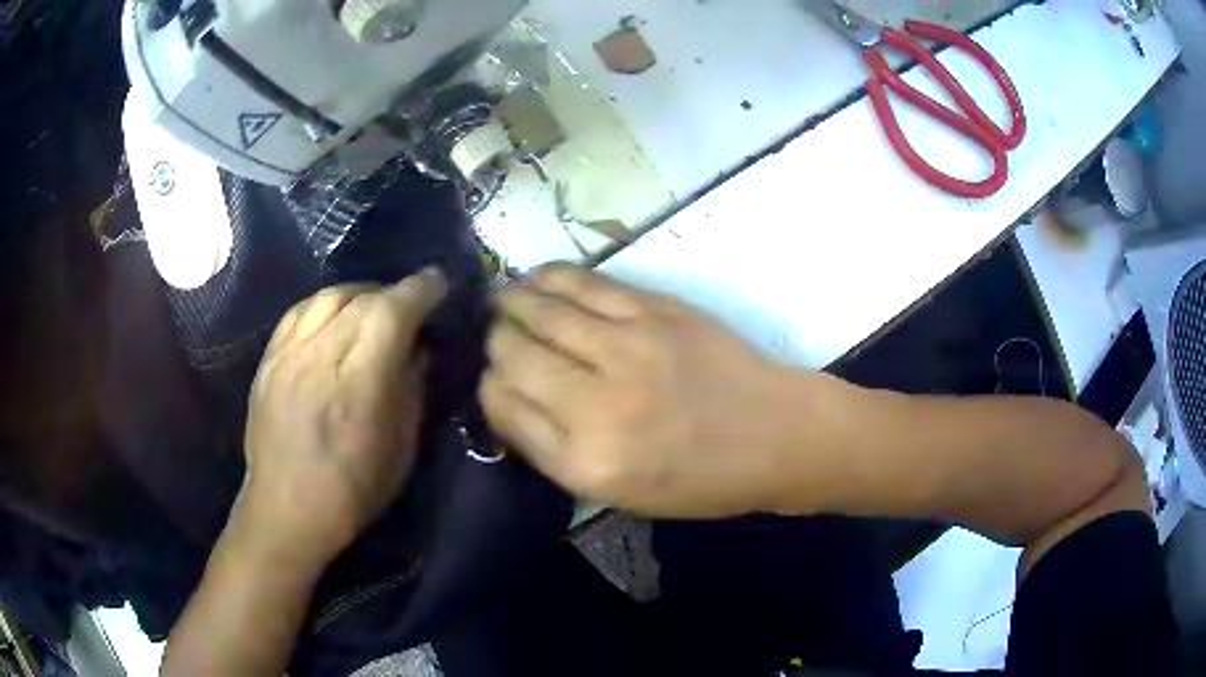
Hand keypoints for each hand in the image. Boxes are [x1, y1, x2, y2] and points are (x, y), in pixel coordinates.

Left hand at [239, 270, 446, 568]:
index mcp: (360, 383)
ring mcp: (289, 354)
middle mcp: (320, 356)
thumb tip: (418, 349)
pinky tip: (335, 315)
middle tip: (411, 305)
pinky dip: (325, 303)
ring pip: (329, 296)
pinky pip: (299, 311)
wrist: (286, 509)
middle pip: (363, 298)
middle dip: (395, 293)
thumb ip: (411, 389)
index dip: (420, 289)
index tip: (439, 283)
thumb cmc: (353, 490)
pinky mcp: (269, 359)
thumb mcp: (401, 449)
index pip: (392, 311)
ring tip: (374, 306)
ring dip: (361, 293)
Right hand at [481, 264, 809, 517]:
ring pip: (539, 311)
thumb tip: (506, 398)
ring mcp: (628, 348)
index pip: (503, 405)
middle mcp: (597, 404)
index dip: (490, 387)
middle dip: (495, 344)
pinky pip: (584, 283)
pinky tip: (535, 279)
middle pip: (511, 354)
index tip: (497, 381)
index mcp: (586, 462)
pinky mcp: (655, 310)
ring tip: (504, 302)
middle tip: (498, 339)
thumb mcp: (619, 493)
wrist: (775, 435)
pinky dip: (549, 277)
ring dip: (511, 303)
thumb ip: (553, 451)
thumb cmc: (701, 479)